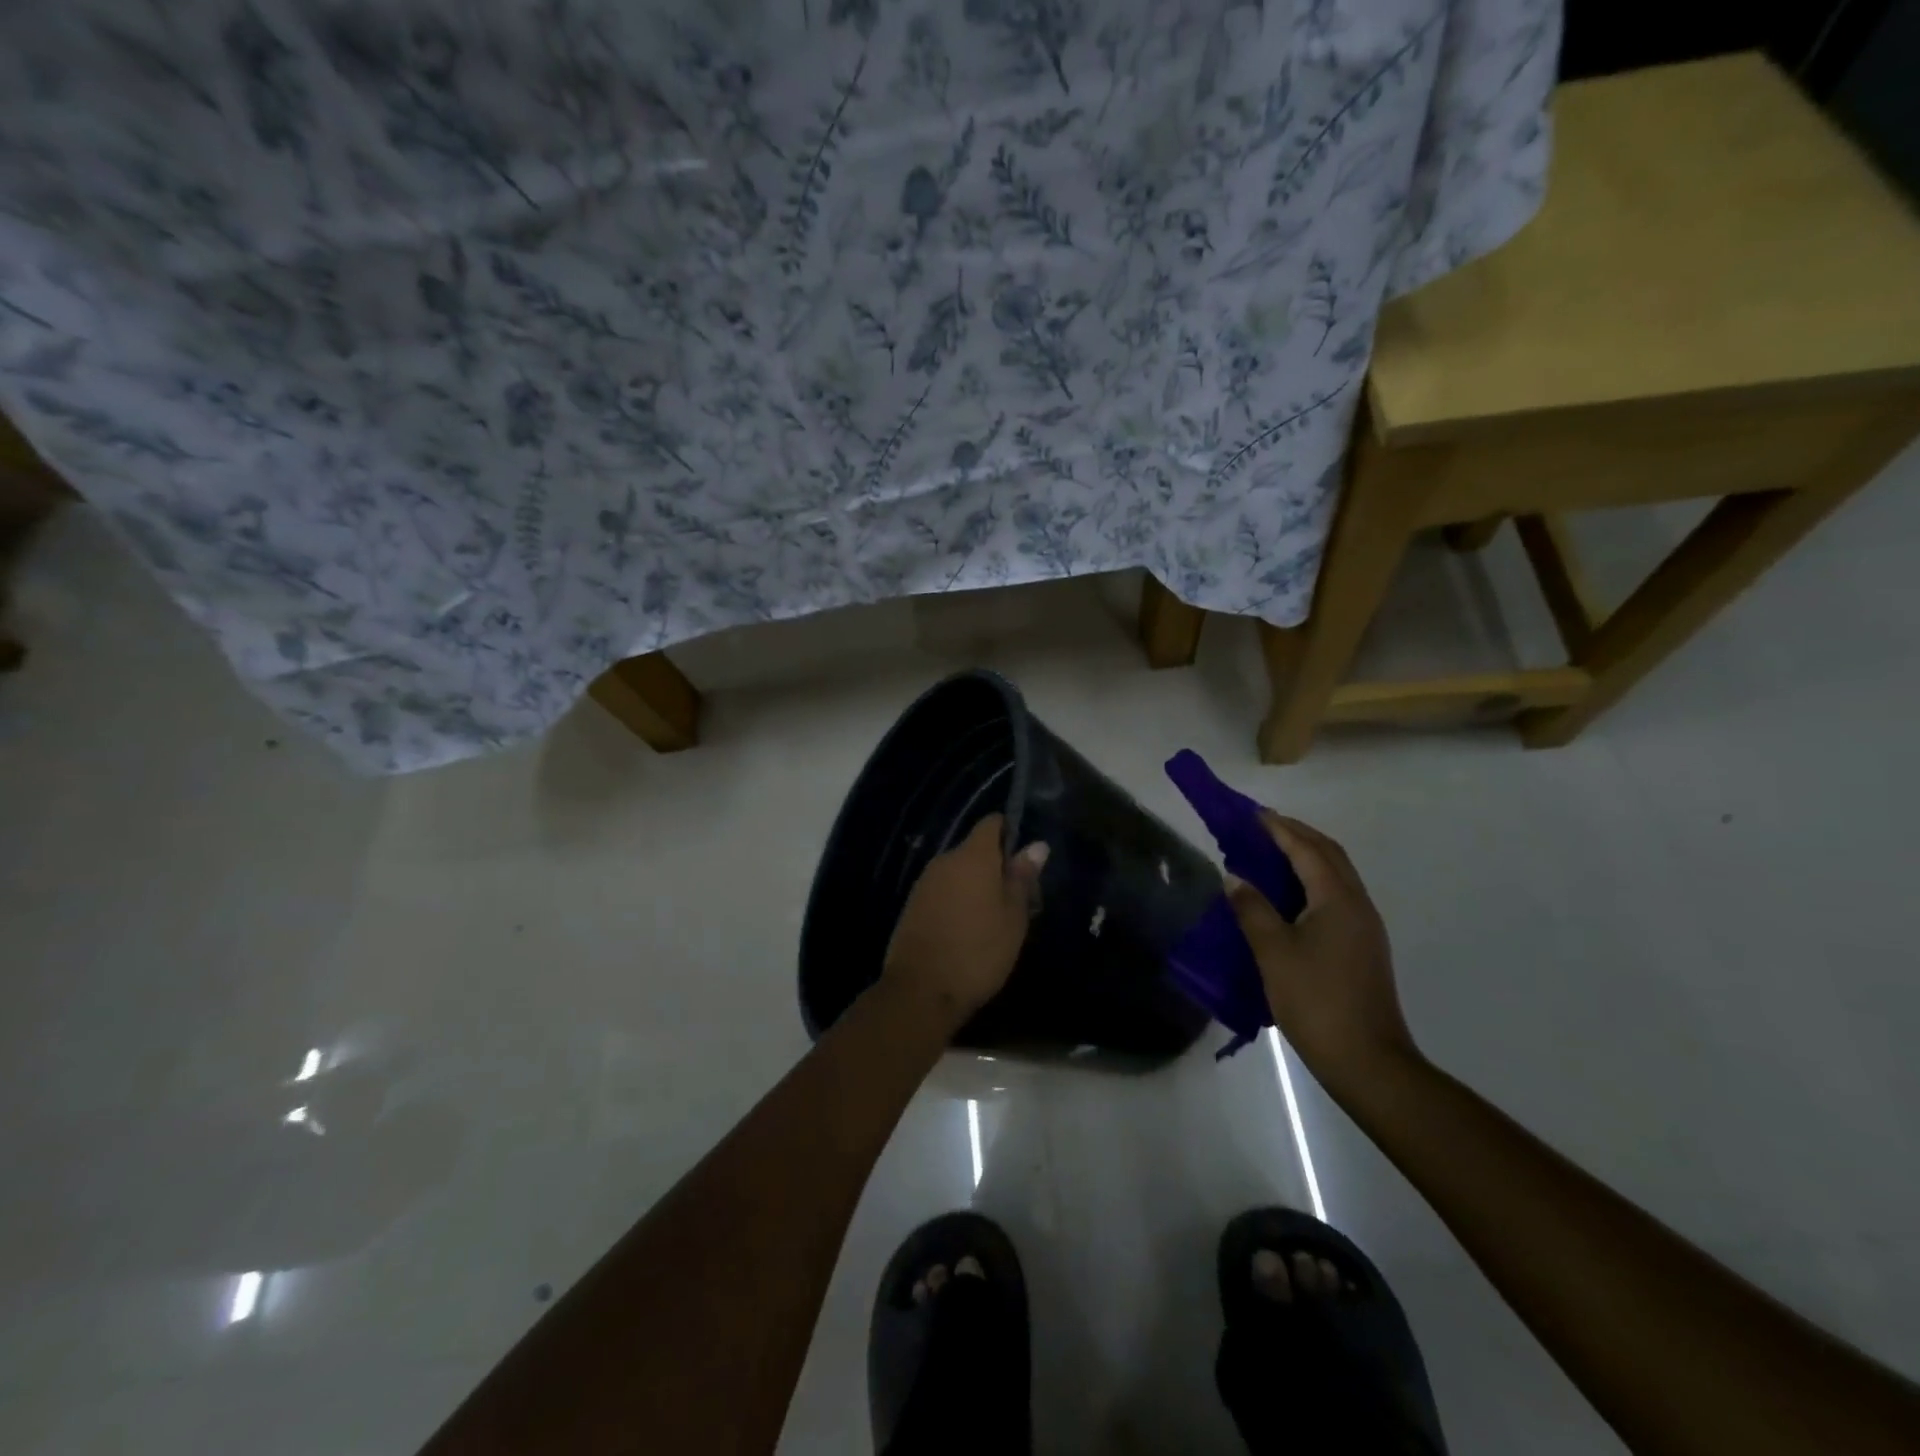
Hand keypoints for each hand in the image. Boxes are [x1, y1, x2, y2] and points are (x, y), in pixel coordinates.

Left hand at [883, 814, 1048, 1032]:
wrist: (921, 990)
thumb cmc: (978, 951)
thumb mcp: (1013, 917)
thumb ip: (1022, 878)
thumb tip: (1036, 845)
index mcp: (973, 856)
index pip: (992, 823)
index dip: (1009, 833)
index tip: (1024, 861)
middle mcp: (945, 860)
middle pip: (975, 849)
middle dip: (995, 866)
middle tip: (1017, 900)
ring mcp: (925, 882)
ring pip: (958, 871)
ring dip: (975, 885)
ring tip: (994, 920)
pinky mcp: (912, 904)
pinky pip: (942, 890)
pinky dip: (957, 900)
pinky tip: (967, 929)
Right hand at [1225, 812, 1418, 1092]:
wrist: (1367, 1060)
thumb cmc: (1316, 1000)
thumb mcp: (1273, 952)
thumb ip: (1252, 909)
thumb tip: (1235, 878)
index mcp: (1337, 899)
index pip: (1307, 849)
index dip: (1278, 828)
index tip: (1251, 813)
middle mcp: (1357, 904)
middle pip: (1328, 855)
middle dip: (1296, 835)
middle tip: (1259, 827)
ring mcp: (1364, 927)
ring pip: (1335, 875)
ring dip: (1305, 857)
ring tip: (1268, 854)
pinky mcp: (1361, 946)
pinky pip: (1335, 896)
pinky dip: (1310, 881)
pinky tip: (1287, 896)